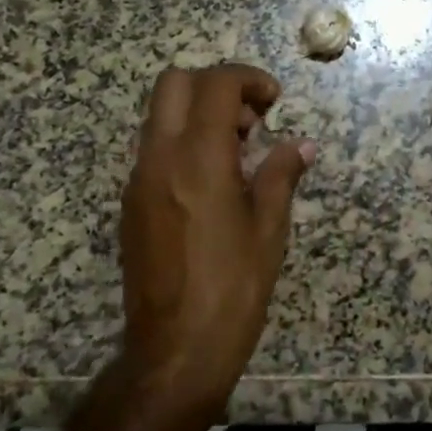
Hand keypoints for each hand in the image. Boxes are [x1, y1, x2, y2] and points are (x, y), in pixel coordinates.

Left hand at [119, 64, 314, 414]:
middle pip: (173, 83)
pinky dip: (182, 143)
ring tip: (236, 152)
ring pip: (159, 115)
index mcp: (198, 159)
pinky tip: (211, 183)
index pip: (215, 85)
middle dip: (215, 85)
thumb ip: (282, 174)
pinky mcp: (130, 204)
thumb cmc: (233, 288)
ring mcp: (138, 180)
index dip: (249, 79)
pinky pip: (153, 149)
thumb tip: (301, 145)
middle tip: (249, 119)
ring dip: (197, 113)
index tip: (273, 100)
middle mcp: (160, 158)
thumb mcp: (269, 228)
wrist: (175, 352)